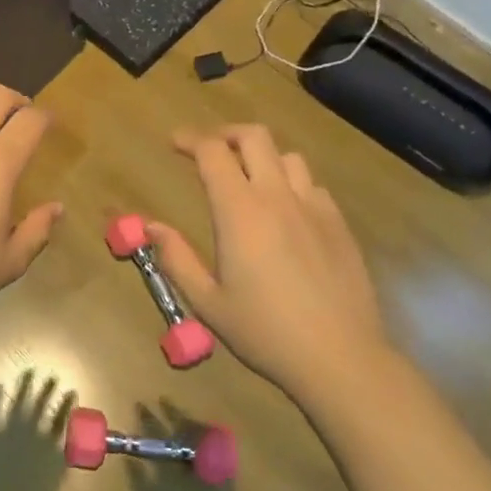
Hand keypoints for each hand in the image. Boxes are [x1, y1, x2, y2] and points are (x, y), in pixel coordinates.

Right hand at [148, 124, 393, 404]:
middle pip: (254, 137)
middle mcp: (278, 197)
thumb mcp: (208, 302)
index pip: (213, 153)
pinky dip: (292, 183)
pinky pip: (313, 186)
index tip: (174, 142)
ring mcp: (314, 207)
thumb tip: (151, 226)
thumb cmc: (265, 331)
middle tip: (209, 150)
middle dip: (226, 134)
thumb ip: (177, 259)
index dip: (190, 140)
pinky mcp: (339, 224)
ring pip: (288, 157)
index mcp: (240, 212)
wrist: (339, 356)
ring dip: (262, 157)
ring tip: (249, 177)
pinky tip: (286, 210)